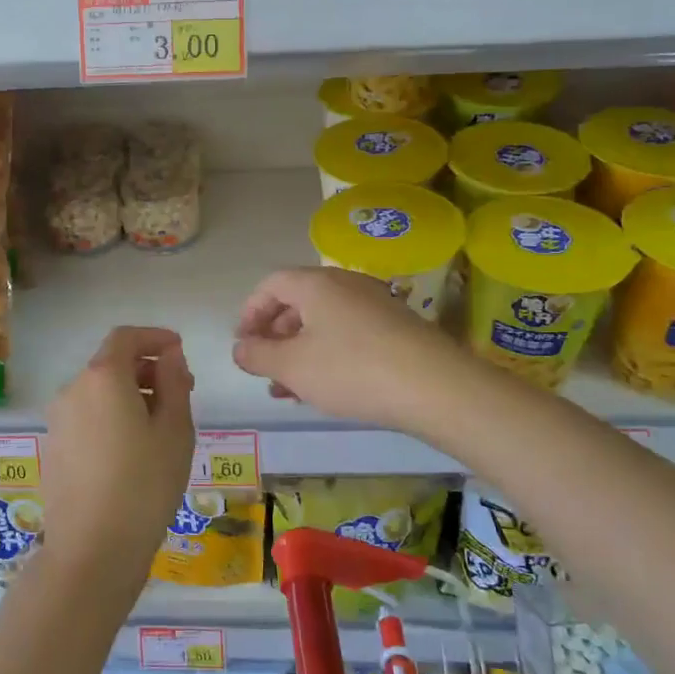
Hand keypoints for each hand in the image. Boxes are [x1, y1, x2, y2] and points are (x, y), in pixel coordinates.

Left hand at [40, 326, 195, 595]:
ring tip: (160, 425)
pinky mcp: (53, 449)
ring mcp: (58, 421)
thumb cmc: (145, 484)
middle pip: (110, 364)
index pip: (126, 337)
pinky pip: (86, 417)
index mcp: (102, 378)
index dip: (154, 337)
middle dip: (146, 369)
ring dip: (129, 395)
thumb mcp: (175, 430)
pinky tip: (132, 450)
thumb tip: (169, 355)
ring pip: (98, 392)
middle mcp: (73, 390)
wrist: (92, 551)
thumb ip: (174, 382)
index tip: (179, 350)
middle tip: (181, 392)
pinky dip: (111, 416)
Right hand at [232, 267, 476, 430]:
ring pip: (323, 322)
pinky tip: (326, 388)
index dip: (250, 312)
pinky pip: (348, 333)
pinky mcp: (395, 326)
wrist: (434, 386)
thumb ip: (258, 355)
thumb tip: (240, 348)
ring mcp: (374, 303)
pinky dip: (328, 355)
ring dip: (299, 351)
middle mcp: (345, 284)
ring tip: (290, 389)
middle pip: (298, 302)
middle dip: (275, 337)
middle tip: (264, 369)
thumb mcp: (292, 367)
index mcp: (315, 284)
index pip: (271, 285)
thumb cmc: (351, 370)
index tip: (243, 344)